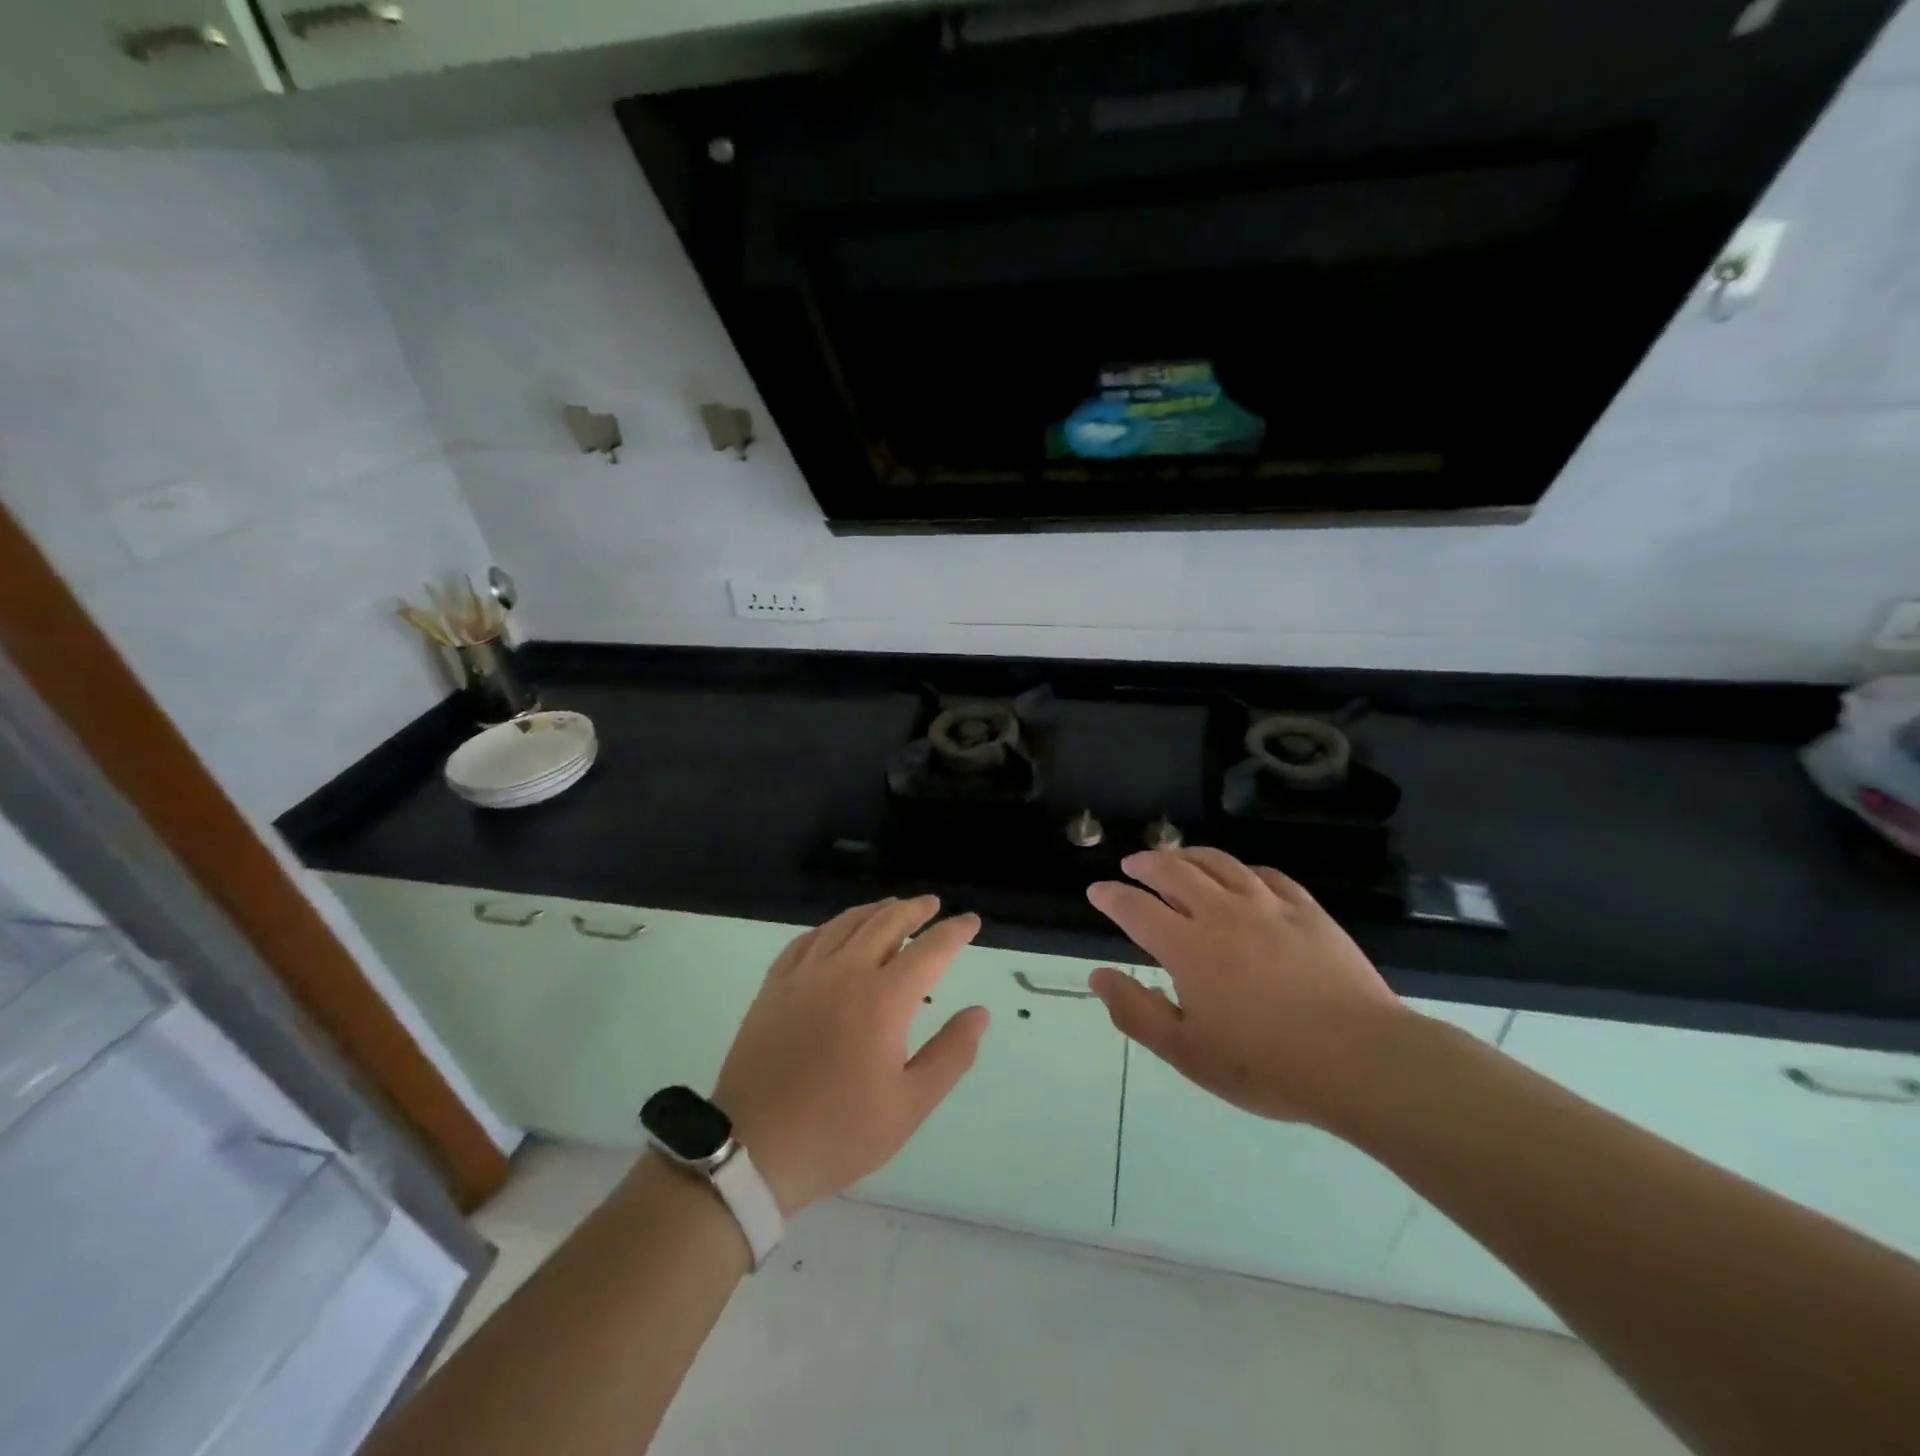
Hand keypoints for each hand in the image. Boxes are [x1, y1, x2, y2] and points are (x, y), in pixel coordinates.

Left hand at [712, 897, 989, 1213]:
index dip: (954, 932)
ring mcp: (805, 975)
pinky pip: (807, 939)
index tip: (971, 921)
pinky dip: (831, 927)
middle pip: (886, 923)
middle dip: (914, 910)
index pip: (929, 951)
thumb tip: (979, 1012)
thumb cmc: (838, 1131)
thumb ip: (950, 1054)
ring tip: (892, 907)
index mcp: (883, 999)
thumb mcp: (909, 1105)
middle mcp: (845, 973)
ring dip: (875, 910)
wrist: (752, 1148)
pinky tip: (836, 931)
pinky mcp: (774, 985)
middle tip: (932, 905)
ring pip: (845, 924)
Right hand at [1085, 848, 1406, 1128]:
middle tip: (1133, 864)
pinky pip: (1266, 875)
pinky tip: (1240, 875)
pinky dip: (1242, 869)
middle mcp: (1222, 913)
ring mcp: (1268, 906)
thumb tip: (1099, 976)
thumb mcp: (1188, 1053)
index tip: (1097, 891)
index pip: (1136, 908)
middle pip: (1174, 871)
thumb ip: (1137, 1012)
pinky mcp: (1306, 910)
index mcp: (1187, 946)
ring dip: (1189, 855)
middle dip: (1146, 863)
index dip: (1111, 896)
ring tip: (1176, 856)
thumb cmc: (1266, 1064)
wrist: (1361, 1060)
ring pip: (1219, 863)